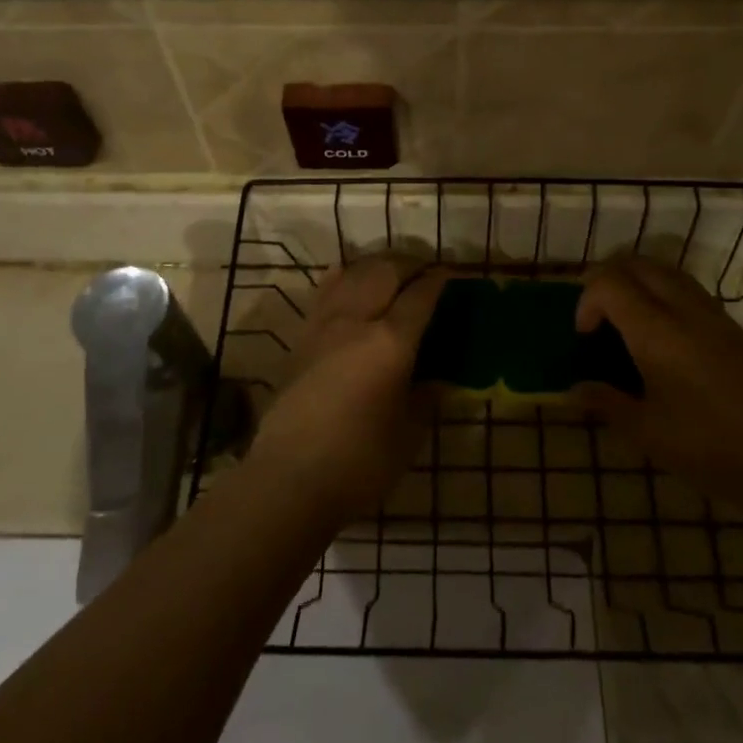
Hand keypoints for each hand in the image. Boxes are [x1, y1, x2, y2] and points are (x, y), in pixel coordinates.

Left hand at [248, 256, 448, 519]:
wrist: (290, 478)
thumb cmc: (360, 461)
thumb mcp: (409, 434)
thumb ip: (427, 399)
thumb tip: (440, 380)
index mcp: (391, 342)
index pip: (421, 296)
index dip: (440, 281)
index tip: (453, 276)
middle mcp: (357, 321)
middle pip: (385, 271)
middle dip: (410, 264)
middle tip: (426, 273)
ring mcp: (324, 326)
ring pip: (352, 274)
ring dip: (377, 267)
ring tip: (392, 275)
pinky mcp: (301, 339)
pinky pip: (324, 293)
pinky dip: (342, 278)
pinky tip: (347, 279)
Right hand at [574, 256, 742, 494]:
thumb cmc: (709, 447)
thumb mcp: (646, 432)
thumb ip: (606, 402)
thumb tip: (574, 390)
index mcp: (656, 332)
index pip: (609, 283)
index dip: (586, 300)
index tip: (585, 336)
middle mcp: (685, 310)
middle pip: (637, 264)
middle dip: (607, 279)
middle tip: (598, 316)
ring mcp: (715, 315)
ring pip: (667, 271)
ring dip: (638, 282)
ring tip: (627, 320)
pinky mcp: (736, 328)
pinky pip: (690, 290)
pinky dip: (664, 294)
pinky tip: (665, 337)